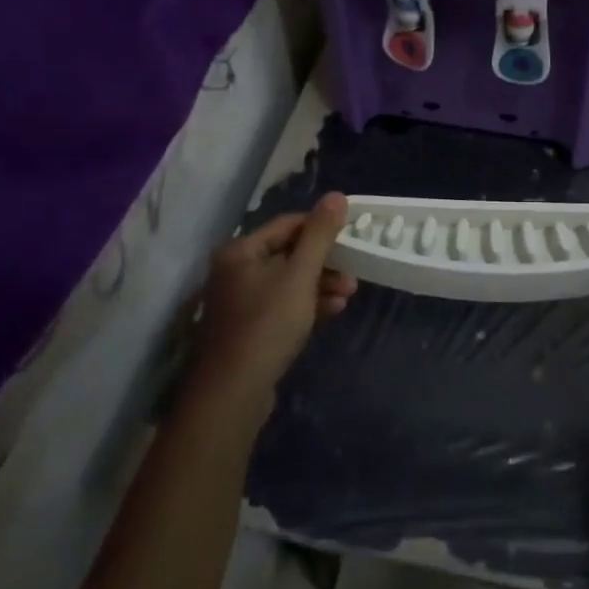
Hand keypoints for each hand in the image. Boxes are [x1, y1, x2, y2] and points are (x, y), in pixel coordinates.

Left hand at [192, 193, 356, 404]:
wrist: (234, 393)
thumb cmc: (267, 324)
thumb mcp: (300, 275)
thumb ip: (320, 235)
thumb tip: (337, 195)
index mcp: (241, 250)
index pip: (289, 224)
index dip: (322, 227)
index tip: (352, 235)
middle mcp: (236, 270)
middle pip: (289, 253)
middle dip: (325, 261)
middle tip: (355, 270)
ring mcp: (241, 301)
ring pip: (289, 281)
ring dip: (321, 284)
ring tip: (349, 293)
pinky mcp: (249, 328)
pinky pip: (283, 305)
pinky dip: (308, 304)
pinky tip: (333, 310)